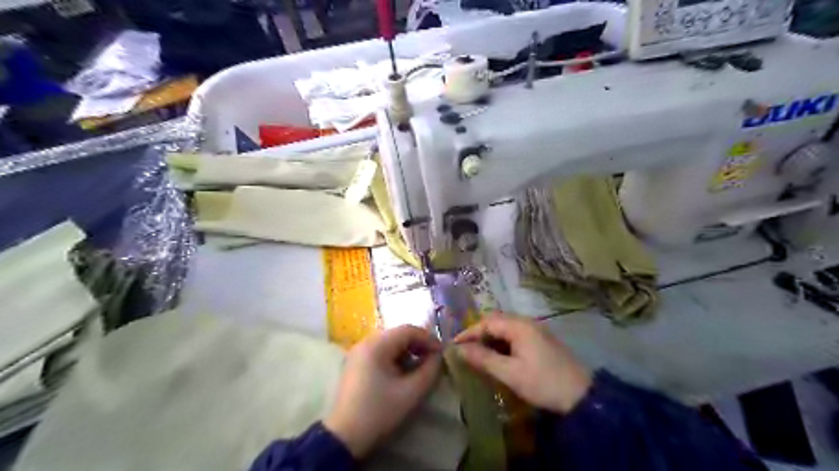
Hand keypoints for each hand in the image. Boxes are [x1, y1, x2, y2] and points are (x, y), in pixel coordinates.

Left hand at [323, 326, 440, 457]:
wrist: (344, 438)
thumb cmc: (378, 412)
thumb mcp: (410, 393)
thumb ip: (429, 371)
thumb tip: (438, 356)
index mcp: (376, 345)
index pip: (408, 330)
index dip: (428, 338)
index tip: (441, 353)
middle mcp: (365, 342)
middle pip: (398, 334)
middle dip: (418, 344)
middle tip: (433, 359)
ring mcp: (358, 352)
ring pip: (390, 342)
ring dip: (407, 351)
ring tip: (420, 367)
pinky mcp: (355, 363)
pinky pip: (380, 351)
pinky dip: (395, 357)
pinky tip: (403, 372)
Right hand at [453, 314, 588, 412]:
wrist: (582, 396)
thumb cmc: (543, 382)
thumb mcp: (510, 373)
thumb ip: (483, 359)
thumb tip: (459, 349)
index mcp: (519, 326)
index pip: (487, 322)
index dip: (468, 333)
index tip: (454, 346)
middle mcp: (527, 323)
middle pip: (496, 322)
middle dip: (478, 334)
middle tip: (465, 350)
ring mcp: (535, 331)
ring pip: (505, 329)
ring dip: (490, 339)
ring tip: (477, 355)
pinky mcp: (540, 341)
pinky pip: (514, 336)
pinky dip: (501, 344)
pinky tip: (497, 358)